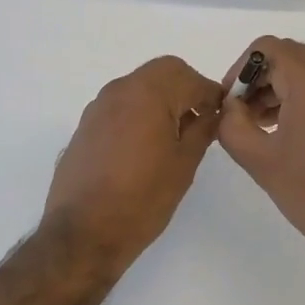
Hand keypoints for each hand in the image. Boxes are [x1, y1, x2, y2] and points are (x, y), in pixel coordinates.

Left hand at [42, 56, 223, 262]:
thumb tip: (213, 113)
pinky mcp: (86, 126)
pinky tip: (146, 146)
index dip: (211, 93)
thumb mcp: (184, 164)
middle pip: (162, 72)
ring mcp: (98, 107)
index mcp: (147, 93)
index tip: (222, 114)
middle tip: (201, 120)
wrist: (83, 233)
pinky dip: (140, 112)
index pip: (189, 77)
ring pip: (139, 86)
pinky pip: (121, 105)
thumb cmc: (142, 198)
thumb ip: (202, 130)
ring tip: (175, 136)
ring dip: (162, 99)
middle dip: (186, 88)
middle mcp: (120, 90)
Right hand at [217, 37, 304, 277]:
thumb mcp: (260, 160)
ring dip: (277, 90)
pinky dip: (299, 99)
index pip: (268, 48)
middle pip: (287, 57)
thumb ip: (232, 124)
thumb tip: (229, 106)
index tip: (229, 101)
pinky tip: (284, 132)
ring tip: (257, 126)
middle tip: (240, 114)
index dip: (241, 69)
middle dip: (258, 80)